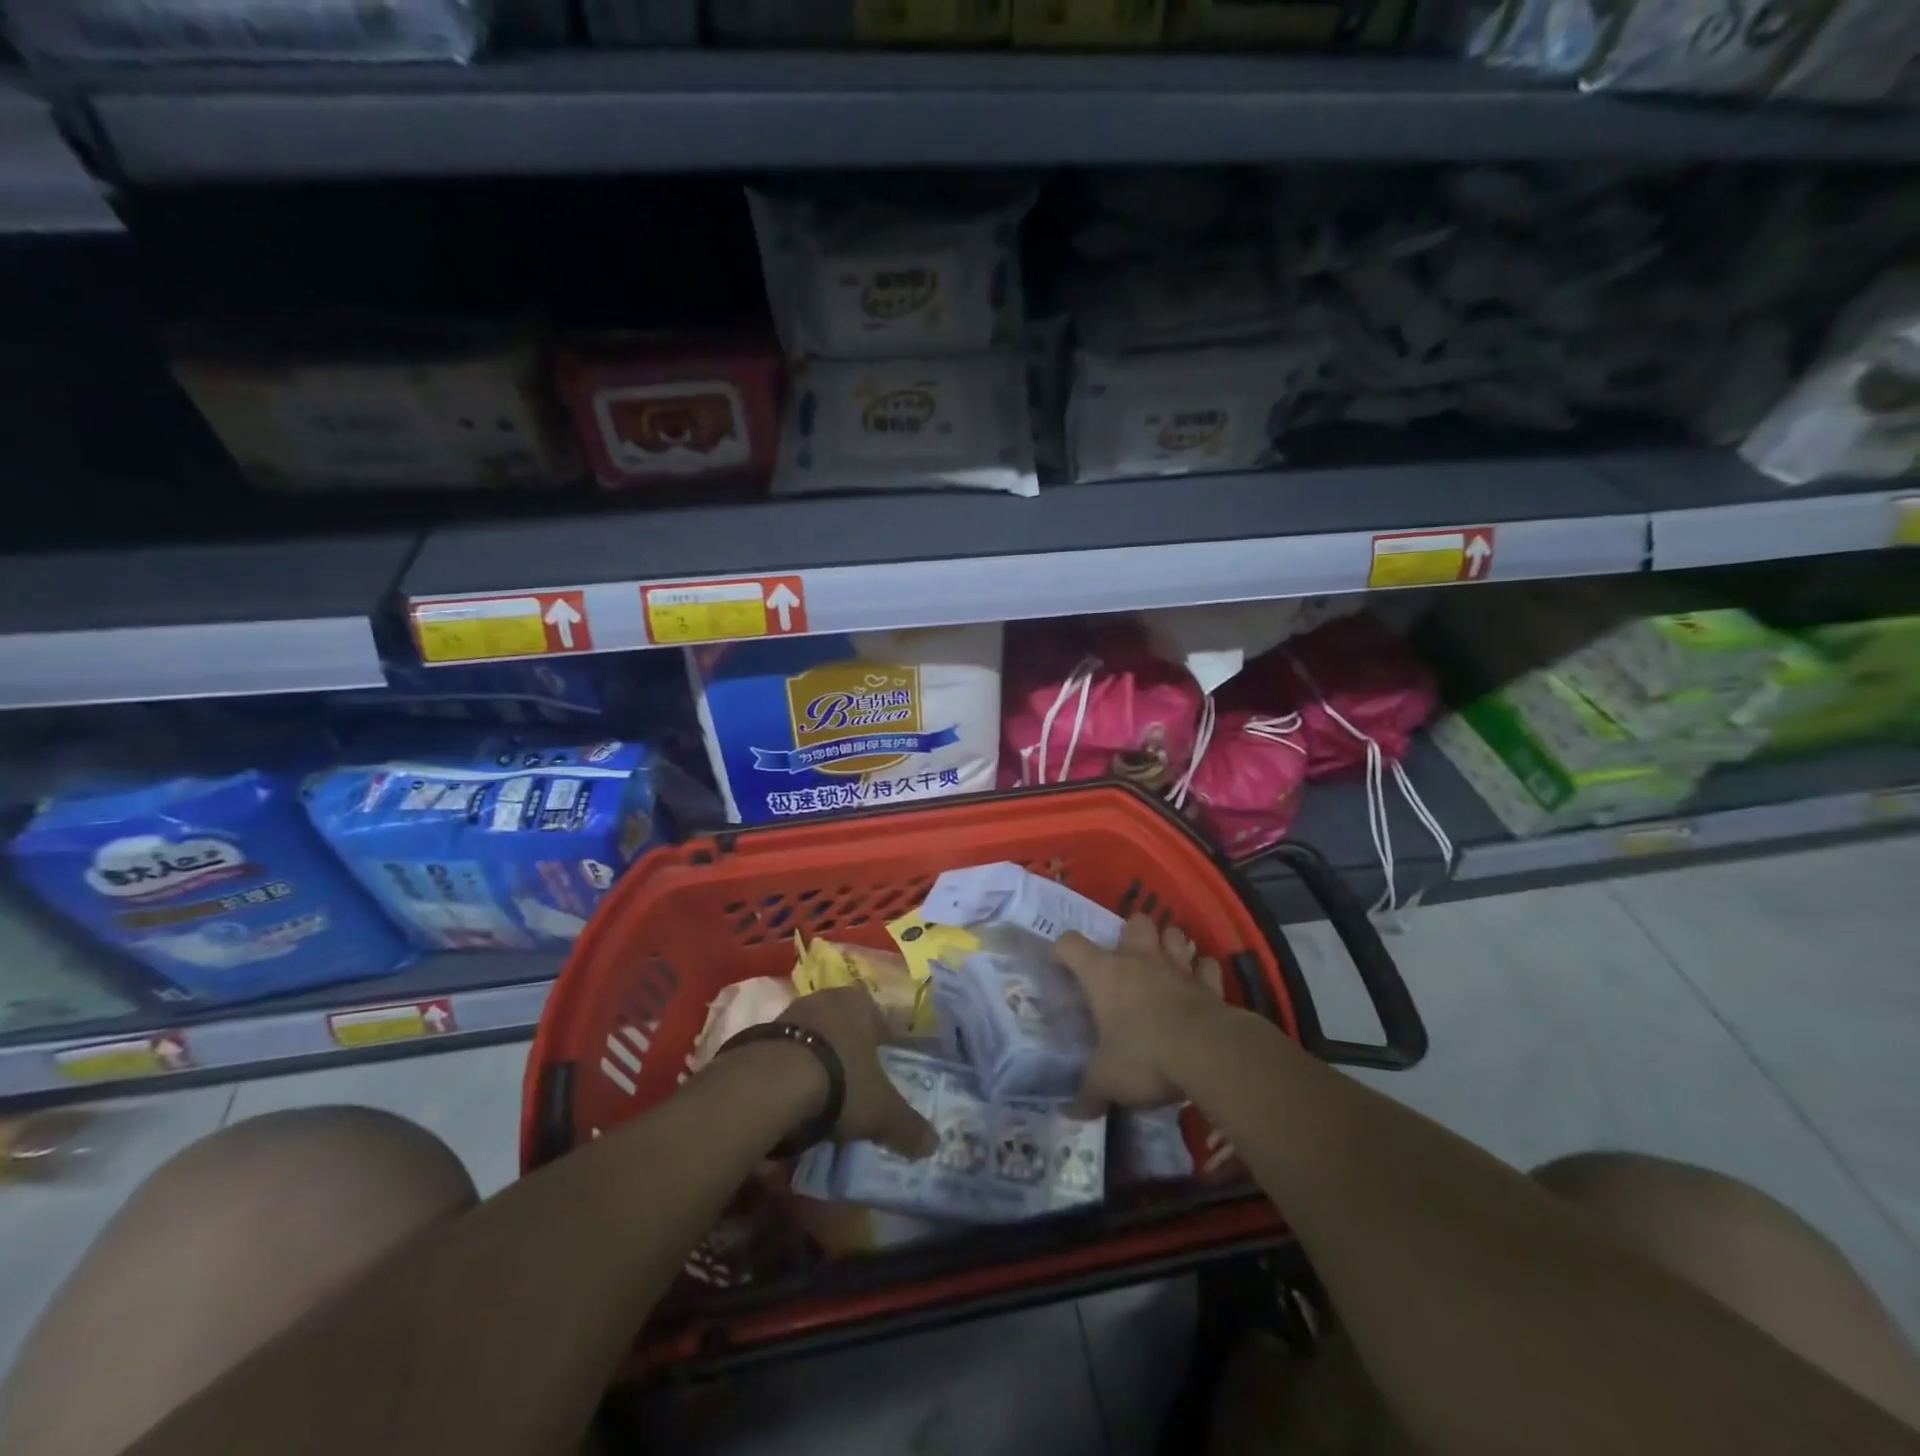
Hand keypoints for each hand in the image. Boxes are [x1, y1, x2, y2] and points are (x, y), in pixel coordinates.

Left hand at [780, 987, 936, 1158]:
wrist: (771, 1082)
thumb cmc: (841, 1081)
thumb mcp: (881, 1110)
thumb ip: (907, 1126)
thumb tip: (933, 1145)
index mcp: (860, 1003)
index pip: (879, 1019)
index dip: (884, 1044)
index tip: (883, 1069)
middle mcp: (826, 998)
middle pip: (844, 1025)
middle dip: (848, 1050)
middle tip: (854, 1083)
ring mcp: (790, 1012)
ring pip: (813, 1036)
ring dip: (817, 1059)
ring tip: (821, 1095)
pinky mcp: (760, 1032)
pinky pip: (785, 1051)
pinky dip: (790, 1070)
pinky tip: (792, 1098)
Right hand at [1056, 914, 1225, 1114]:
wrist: (1207, 1053)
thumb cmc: (1144, 1056)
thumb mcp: (1107, 1080)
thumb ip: (1088, 1093)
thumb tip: (1071, 1113)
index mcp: (1103, 973)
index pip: (1070, 944)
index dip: (1062, 951)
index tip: (1061, 967)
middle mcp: (1139, 960)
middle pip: (1134, 922)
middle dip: (1130, 934)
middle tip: (1126, 960)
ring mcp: (1177, 967)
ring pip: (1174, 935)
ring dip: (1170, 944)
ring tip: (1164, 963)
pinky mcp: (1210, 984)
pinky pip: (1207, 966)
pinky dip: (1203, 972)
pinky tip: (1200, 983)